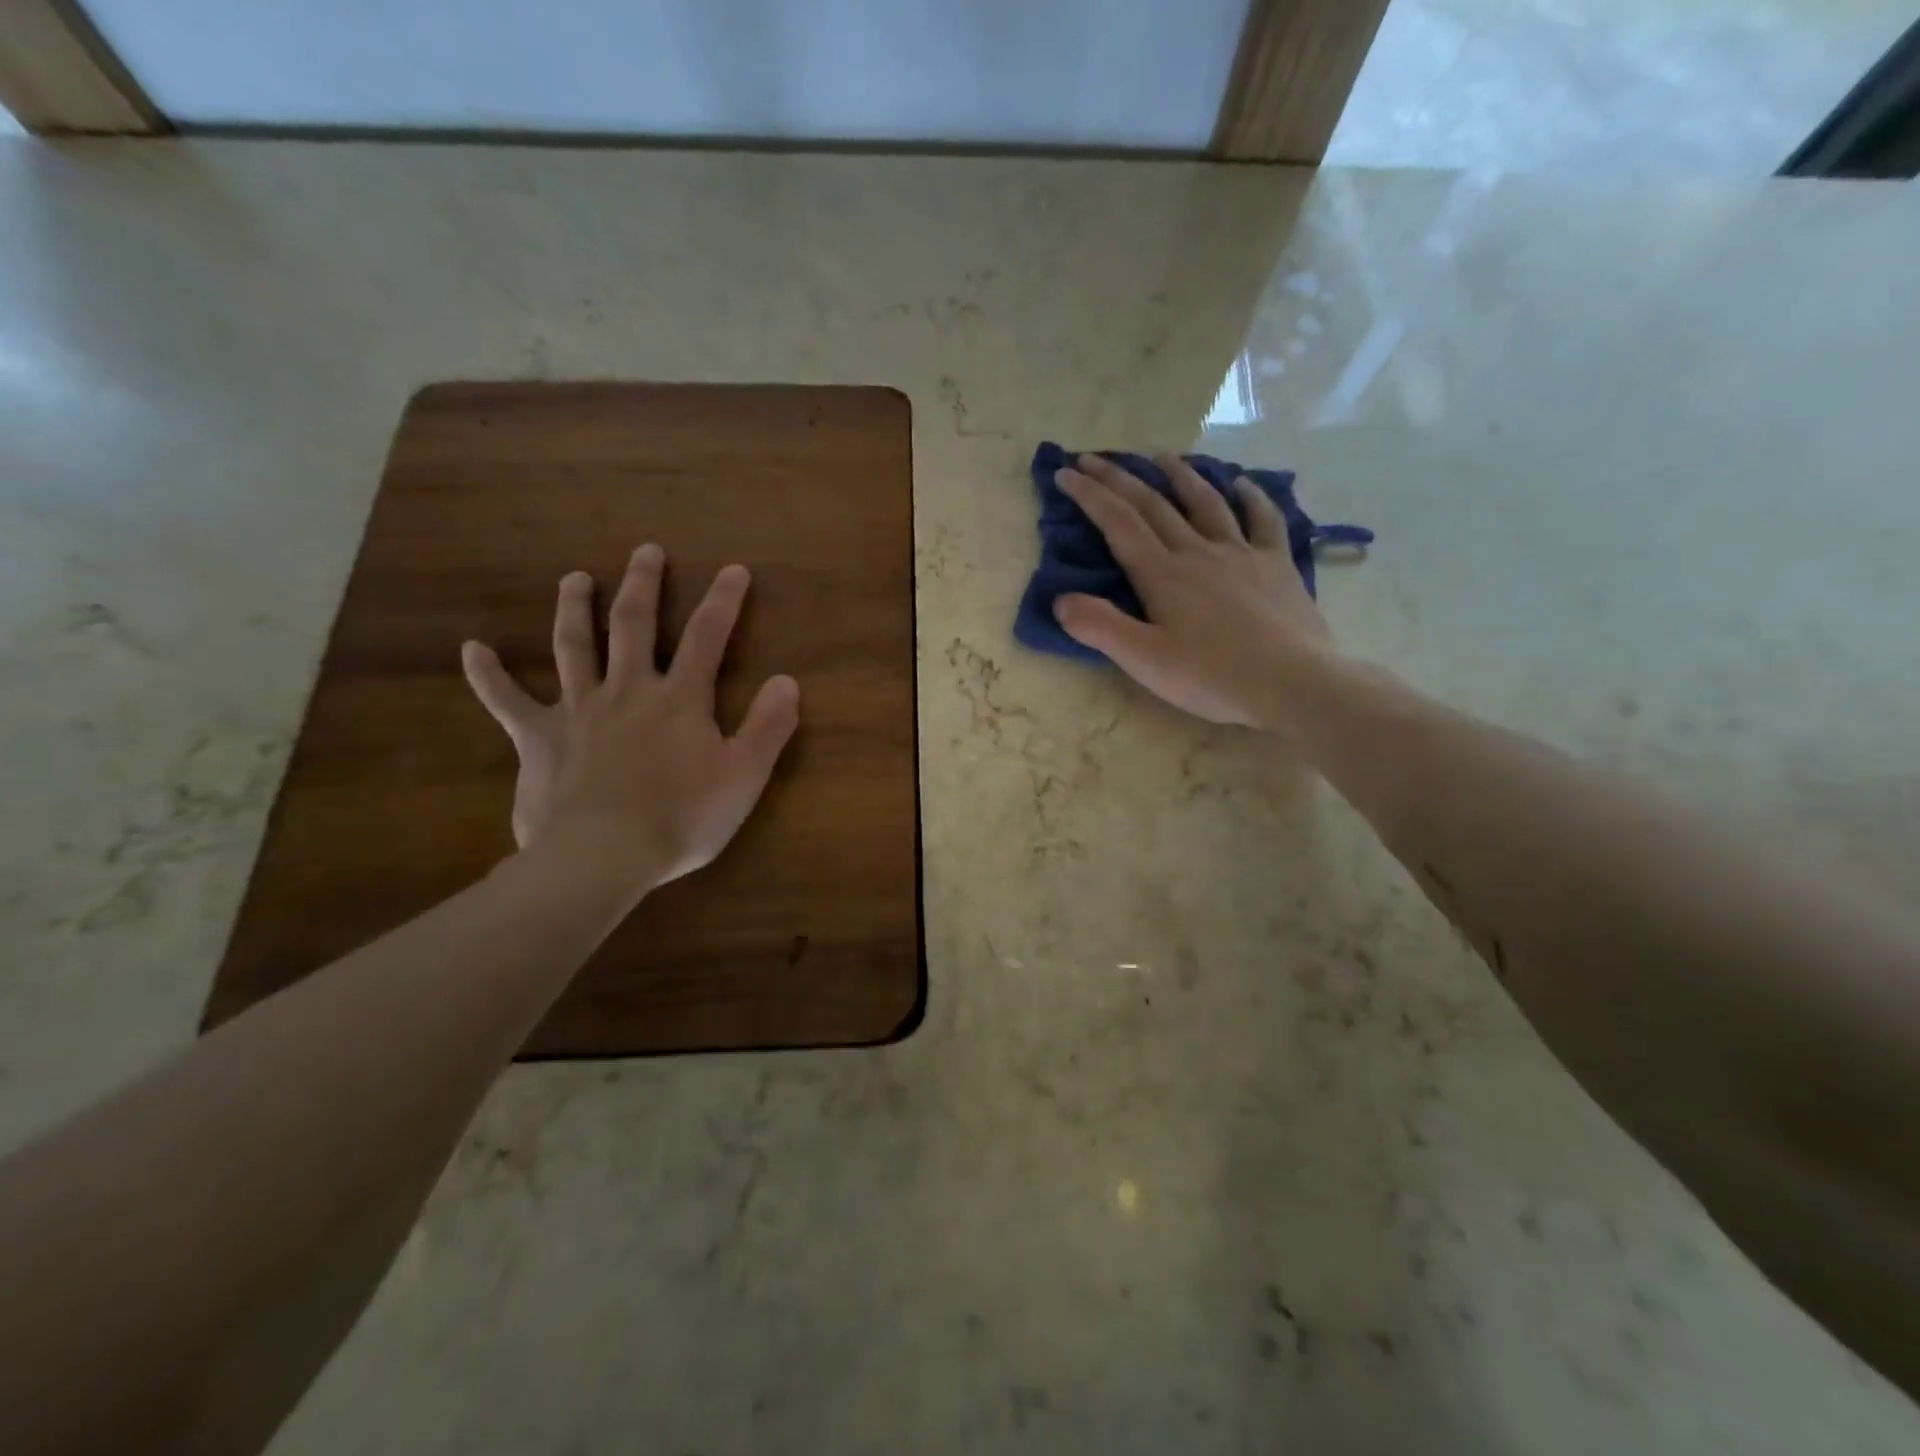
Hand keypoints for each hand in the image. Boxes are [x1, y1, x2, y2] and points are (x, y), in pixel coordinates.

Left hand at [461, 544, 799, 897]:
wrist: (603, 856)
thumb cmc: (682, 818)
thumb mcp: (744, 776)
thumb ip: (769, 726)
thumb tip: (787, 680)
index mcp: (679, 699)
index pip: (707, 637)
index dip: (723, 601)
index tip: (733, 570)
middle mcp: (628, 690)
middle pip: (633, 625)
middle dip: (643, 584)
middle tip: (646, 551)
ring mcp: (578, 711)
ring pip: (573, 646)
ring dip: (574, 609)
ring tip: (575, 578)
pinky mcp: (538, 738)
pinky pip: (507, 701)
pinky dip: (488, 675)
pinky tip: (472, 649)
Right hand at [1052, 452, 1334, 729]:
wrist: (1292, 683)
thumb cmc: (1212, 676)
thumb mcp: (1144, 660)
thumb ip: (1100, 627)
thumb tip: (1061, 599)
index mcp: (1162, 574)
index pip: (1118, 523)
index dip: (1090, 495)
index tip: (1065, 471)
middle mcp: (1198, 551)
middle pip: (1153, 504)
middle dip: (1119, 478)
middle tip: (1094, 457)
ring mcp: (1241, 553)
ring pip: (1205, 502)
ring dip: (1179, 475)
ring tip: (1161, 456)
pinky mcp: (1277, 564)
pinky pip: (1264, 519)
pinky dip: (1251, 497)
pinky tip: (1242, 484)